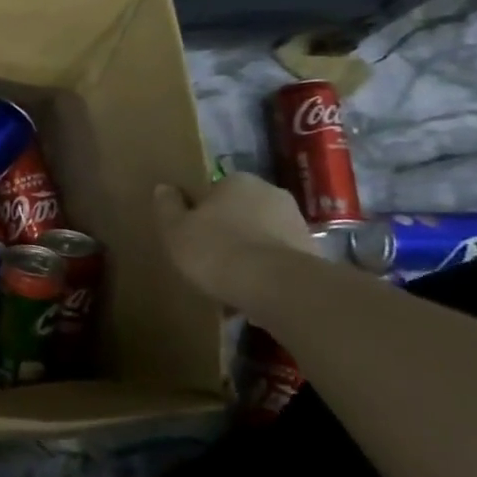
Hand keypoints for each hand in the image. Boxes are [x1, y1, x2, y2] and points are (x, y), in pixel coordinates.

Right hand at [153, 173, 317, 310]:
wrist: (275, 286)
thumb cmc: (216, 249)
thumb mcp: (175, 229)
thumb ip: (168, 206)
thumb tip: (164, 187)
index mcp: (238, 181)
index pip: (214, 190)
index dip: (200, 211)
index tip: (191, 233)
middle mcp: (272, 193)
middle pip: (240, 211)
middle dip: (228, 230)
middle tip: (207, 257)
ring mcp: (296, 223)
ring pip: (261, 236)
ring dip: (247, 253)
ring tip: (227, 283)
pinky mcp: (312, 254)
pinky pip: (277, 261)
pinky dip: (264, 273)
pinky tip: (248, 295)